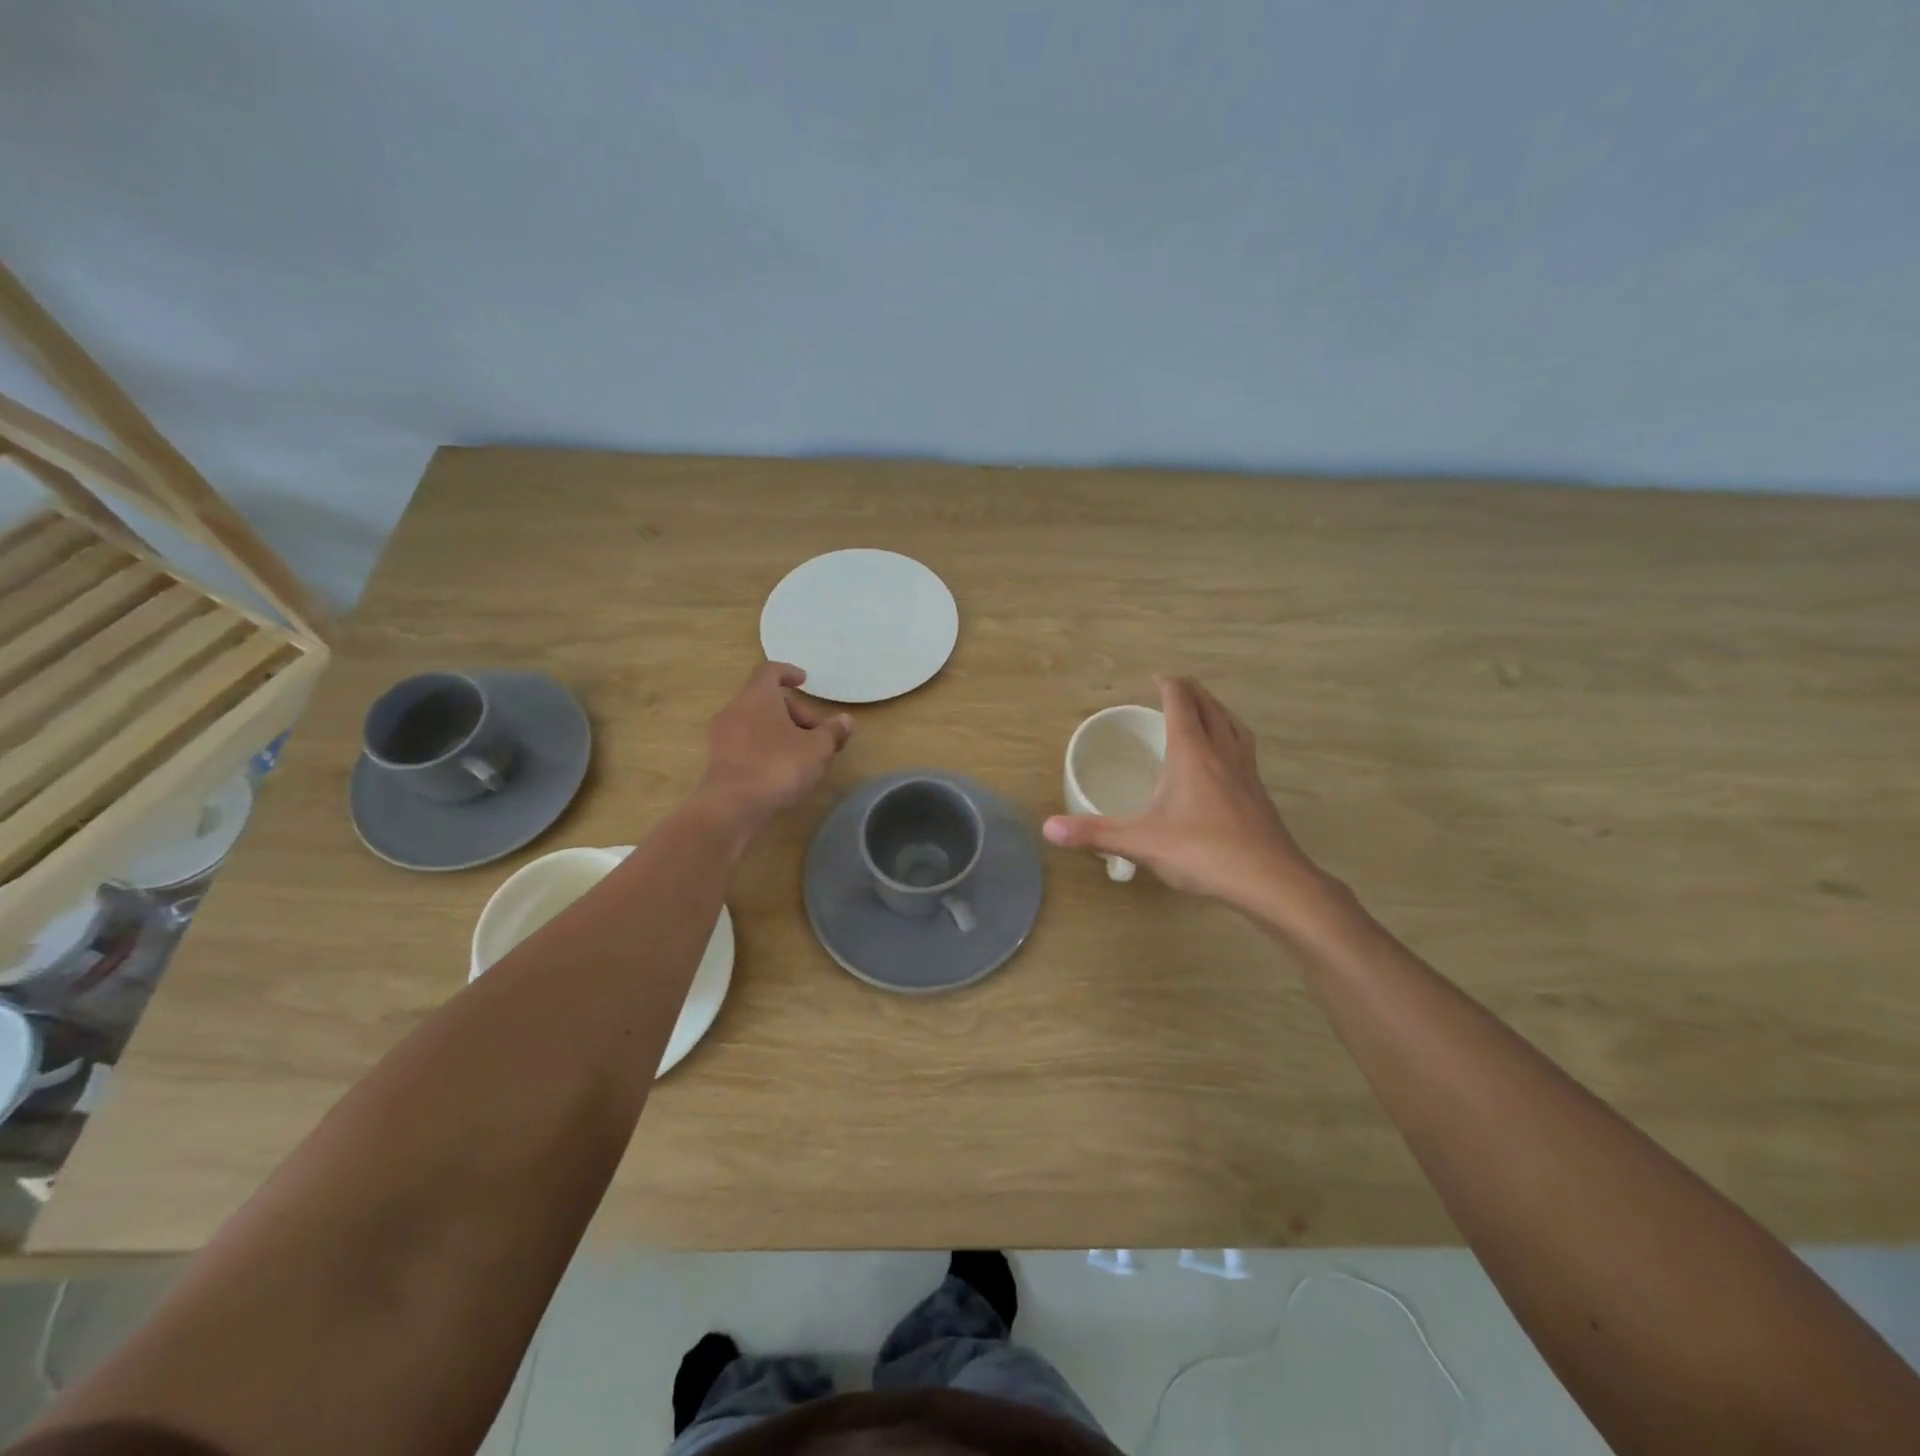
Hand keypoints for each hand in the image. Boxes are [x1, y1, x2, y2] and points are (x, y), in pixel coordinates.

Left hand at [698, 662, 852, 822]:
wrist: (732, 806)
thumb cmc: (779, 766)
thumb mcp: (818, 749)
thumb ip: (832, 732)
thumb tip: (845, 720)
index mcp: (758, 697)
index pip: (770, 671)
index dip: (788, 673)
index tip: (804, 681)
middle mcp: (735, 709)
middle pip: (766, 700)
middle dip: (794, 713)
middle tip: (817, 735)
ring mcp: (722, 735)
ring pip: (755, 723)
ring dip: (779, 732)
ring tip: (802, 755)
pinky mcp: (718, 760)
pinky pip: (745, 743)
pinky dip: (764, 748)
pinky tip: (780, 770)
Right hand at [1044, 675, 1331, 918]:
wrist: (1271, 881)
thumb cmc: (1204, 852)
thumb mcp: (1142, 843)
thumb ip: (1095, 833)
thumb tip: (1048, 828)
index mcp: (1192, 753)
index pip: (1181, 703)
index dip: (1168, 685)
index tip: (1155, 678)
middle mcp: (1222, 752)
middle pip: (1209, 707)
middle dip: (1191, 691)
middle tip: (1173, 689)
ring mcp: (1246, 771)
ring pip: (1233, 725)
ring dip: (1216, 709)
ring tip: (1203, 710)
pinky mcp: (1258, 792)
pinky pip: (1244, 748)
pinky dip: (1231, 736)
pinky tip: (1224, 758)